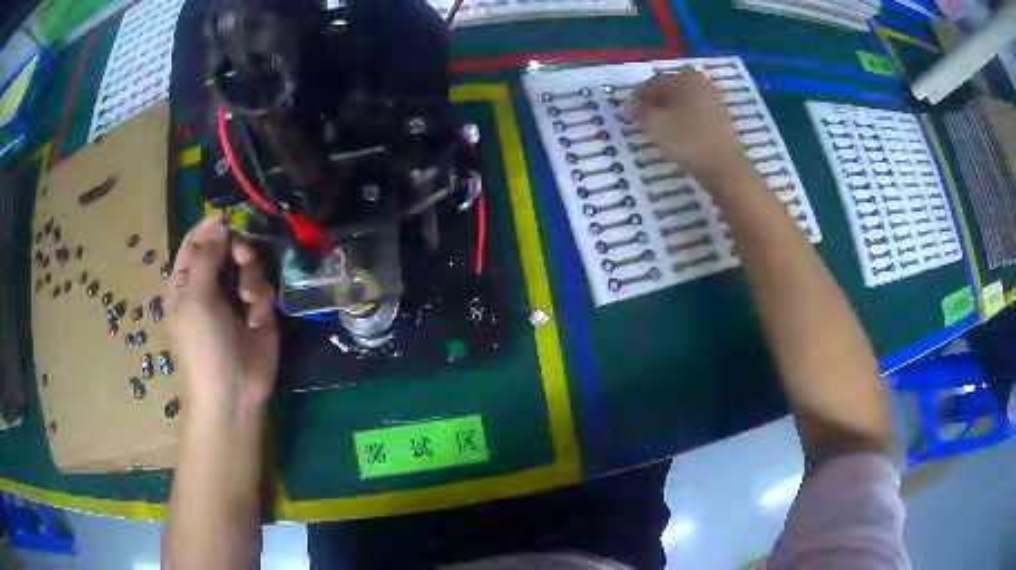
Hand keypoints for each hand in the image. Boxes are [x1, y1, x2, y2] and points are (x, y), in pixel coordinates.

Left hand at [166, 212, 278, 415]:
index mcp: (186, 282)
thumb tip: (220, 225)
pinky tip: (255, 314)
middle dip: (235, 247)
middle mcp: (209, 286)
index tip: (229, 215)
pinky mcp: (258, 312)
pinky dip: (260, 295)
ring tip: (247, 296)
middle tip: (242, 255)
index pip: (195, 242)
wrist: (233, 390)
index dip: (209, 226)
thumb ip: (206, 257)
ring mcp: (234, 299)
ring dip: (249, 273)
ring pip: (246, 264)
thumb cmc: (202, 345)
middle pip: (224, 248)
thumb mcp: (195, 298)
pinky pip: (262, 286)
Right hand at [629, 72, 750, 189]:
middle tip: (647, 126)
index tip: (632, 117)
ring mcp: (714, 99)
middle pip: (669, 91)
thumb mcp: (654, 124)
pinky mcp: (721, 116)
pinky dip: (685, 122)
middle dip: (656, 106)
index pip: (651, 84)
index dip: (639, 100)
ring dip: (670, 115)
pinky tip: (681, 137)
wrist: (725, 167)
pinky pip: (696, 114)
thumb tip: (632, 107)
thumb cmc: (687, 140)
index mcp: (684, 77)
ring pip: (682, 103)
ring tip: (664, 134)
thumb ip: (639, 111)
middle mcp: (701, 82)